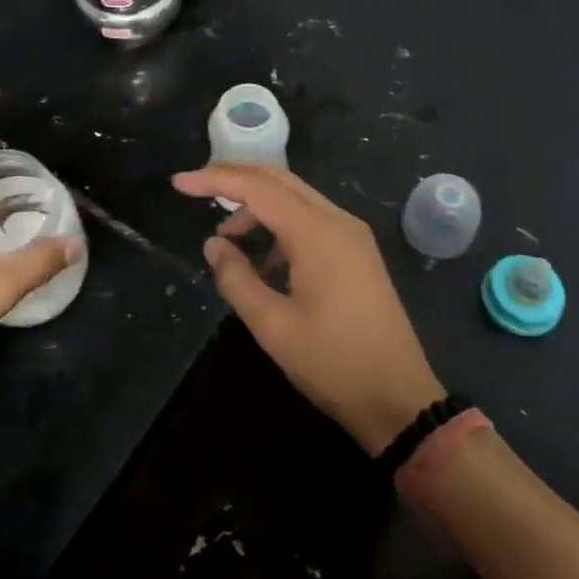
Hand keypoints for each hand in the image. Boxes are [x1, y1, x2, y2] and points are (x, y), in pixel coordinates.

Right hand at [173, 163, 442, 454]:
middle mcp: (337, 220)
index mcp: (316, 232)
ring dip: (257, 207)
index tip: (179, 183)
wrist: (400, 399)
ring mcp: (351, 234)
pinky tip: (264, 261)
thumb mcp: (272, 326)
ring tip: (228, 242)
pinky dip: (279, 225)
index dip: (214, 180)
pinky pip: (310, 219)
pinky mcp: (357, 251)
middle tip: (195, 190)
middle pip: (277, 179)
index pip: (256, 187)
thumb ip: (235, 279)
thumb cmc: (333, 363)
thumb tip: (214, 244)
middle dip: (234, 179)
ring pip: (294, 198)